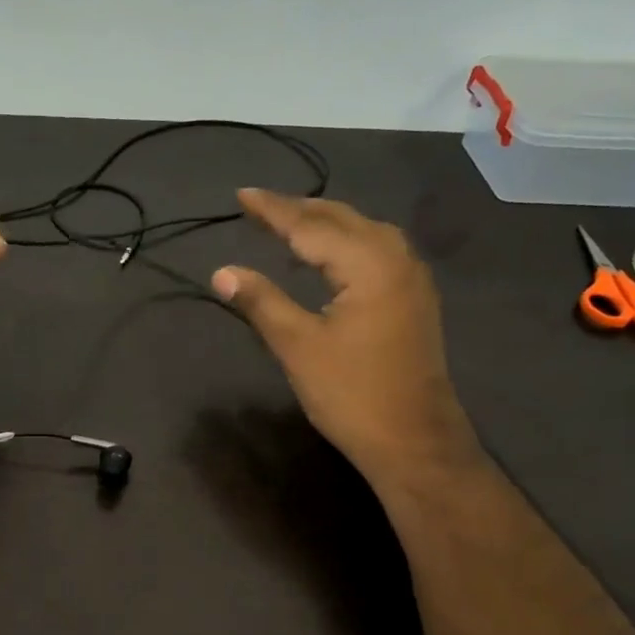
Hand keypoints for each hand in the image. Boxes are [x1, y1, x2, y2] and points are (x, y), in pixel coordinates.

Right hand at [212, 188, 479, 490]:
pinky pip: (375, 250)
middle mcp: (396, 258)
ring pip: (362, 232)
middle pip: (340, 219)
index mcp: (368, 263)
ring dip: (323, 224)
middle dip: (298, 210)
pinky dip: (344, 243)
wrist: (413, 439)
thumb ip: (261, 301)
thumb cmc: (351, 394)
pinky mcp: (413, 298)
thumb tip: (221, 272)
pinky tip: (327, 256)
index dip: (273, 210)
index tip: (242, 195)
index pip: (310, 225)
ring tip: (287, 223)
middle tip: (258, 206)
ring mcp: (410, 278)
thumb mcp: (297, 346)